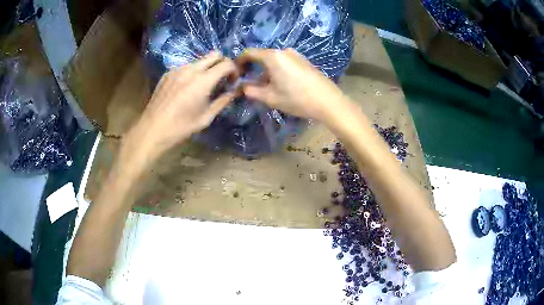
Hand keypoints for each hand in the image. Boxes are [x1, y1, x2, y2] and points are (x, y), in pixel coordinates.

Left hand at [124, 52, 237, 165]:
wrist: (153, 129)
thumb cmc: (181, 127)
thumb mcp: (206, 117)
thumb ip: (223, 101)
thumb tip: (235, 92)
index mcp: (203, 81)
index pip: (227, 63)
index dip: (234, 70)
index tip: (232, 81)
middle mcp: (191, 69)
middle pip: (214, 54)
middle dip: (222, 63)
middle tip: (221, 78)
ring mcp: (177, 69)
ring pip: (199, 60)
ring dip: (207, 68)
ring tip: (202, 85)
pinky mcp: (168, 73)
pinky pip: (186, 66)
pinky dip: (192, 72)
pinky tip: (186, 88)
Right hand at [237, 48, 347, 121]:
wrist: (328, 101)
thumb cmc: (297, 99)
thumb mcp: (270, 97)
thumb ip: (251, 91)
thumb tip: (241, 87)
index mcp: (273, 56)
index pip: (249, 53)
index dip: (239, 62)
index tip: (235, 74)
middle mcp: (283, 51)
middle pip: (262, 56)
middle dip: (253, 68)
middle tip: (249, 84)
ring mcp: (296, 55)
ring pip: (274, 60)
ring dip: (266, 71)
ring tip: (266, 87)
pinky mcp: (304, 61)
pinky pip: (284, 62)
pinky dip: (277, 70)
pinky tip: (281, 84)